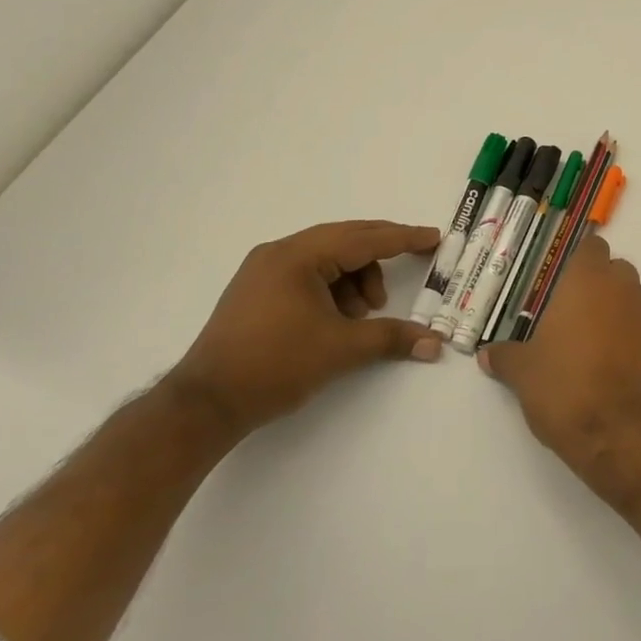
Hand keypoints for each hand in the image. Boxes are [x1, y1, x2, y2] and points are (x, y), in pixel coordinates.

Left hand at [171, 220, 442, 436]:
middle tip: (416, 259)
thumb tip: (435, 343)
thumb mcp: (341, 349)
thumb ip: (392, 337)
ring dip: (357, 278)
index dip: (403, 238)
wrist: (205, 404)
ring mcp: (264, 270)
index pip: (363, 239)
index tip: (433, 237)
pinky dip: (334, 288)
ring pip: (328, 258)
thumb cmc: (275, 365)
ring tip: (366, 313)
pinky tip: (341, 318)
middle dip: (382, 253)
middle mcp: (279, 253)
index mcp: (298, 256)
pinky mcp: (257, 290)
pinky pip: (309, 274)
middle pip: (345, 240)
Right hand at [478, 235, 640, 485]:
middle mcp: (622, 288)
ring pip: (628, 297)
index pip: (590, 247)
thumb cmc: (567, 387)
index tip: (553, 281)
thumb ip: (505, 356)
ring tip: (580, 341)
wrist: (623, 433)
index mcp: (588, 280)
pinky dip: (624, 334)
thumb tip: (487, 354)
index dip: (573, 260)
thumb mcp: (523, 373)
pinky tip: (602, 362)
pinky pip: (639, 326)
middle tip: (563, 312)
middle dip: (593, 284)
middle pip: (612, 269)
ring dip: (610, 309)